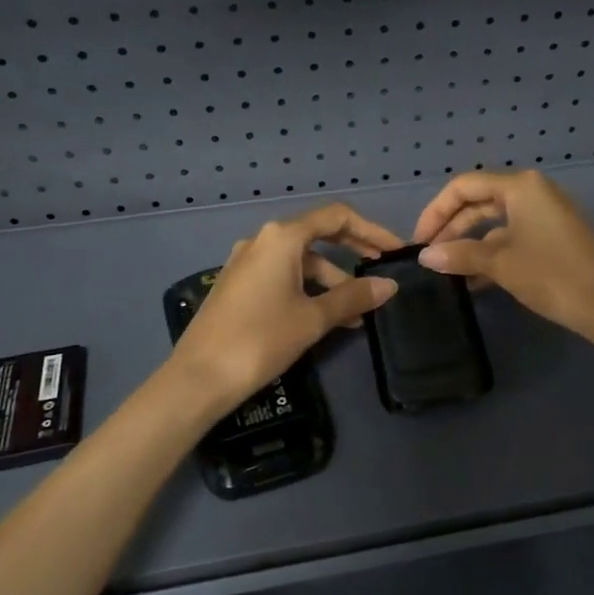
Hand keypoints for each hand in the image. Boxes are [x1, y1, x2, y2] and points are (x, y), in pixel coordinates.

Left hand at [168, 204, 400, 414]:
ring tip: (358, 312)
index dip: (371, 230)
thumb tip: (389, 285)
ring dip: (332, 279)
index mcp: (282, 237)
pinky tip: (326, 317)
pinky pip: (283, 275)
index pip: (336, 217)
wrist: (198, 377)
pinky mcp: (239, 284)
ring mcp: (247, 261)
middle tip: (382, 270)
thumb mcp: (313, 318)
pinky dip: (309, 289)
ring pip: (301, 260)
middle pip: (318, 234)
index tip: (395, 251)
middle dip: (353, 251)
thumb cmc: (261, 339)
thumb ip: (354, 297)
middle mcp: (263, 240)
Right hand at [412, 170, 593, 339]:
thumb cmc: (553, 274)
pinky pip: (511, 236)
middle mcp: (532, 192)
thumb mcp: (500, 263)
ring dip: (468, 243)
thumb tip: (425, 256)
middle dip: (450, 227)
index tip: (419, 241)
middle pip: (478, 201)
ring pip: (494, 221)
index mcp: (520, 186)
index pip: (464, 187)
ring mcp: (544, 214)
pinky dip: (490, 252)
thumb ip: (459, 254)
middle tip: (428, 256)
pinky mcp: (552, 236)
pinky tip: (472, 279)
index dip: (436, 211)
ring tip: (445, 270)